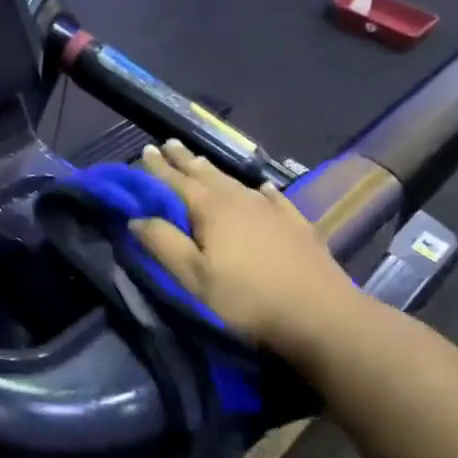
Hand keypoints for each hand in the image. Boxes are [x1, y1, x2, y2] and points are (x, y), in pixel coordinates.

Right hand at [129, 139, 364, 363]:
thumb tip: (136, 217)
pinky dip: (261, 190)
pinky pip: (273, 198)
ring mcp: (272, 210)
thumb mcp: (194, 277)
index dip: (158, 168)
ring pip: (235, 182)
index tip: (144, 151)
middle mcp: (241, 200)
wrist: (320, 314)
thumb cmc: (247, 299)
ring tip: (201, 161)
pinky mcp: (296, 225)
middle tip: (168, 143)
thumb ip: (163, 244)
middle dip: (185, 160)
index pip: (177, 181)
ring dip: (214, 171)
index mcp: (211, 210)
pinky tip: (262, 187)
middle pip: (206, 174)